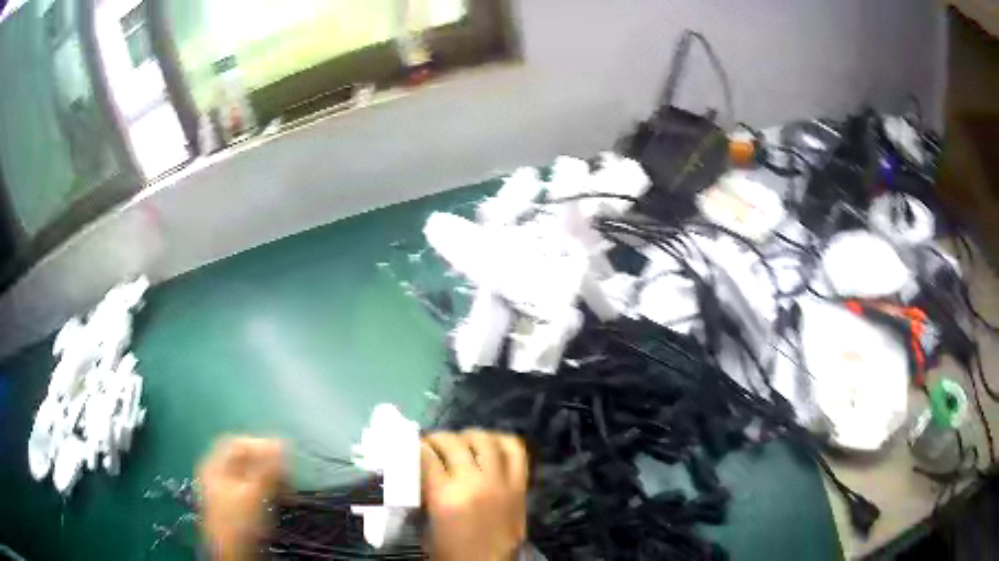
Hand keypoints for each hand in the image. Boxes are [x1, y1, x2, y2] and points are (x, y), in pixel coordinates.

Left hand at [198, 436, 285, 560]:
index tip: (282, 456)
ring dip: (270, 478)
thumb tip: (281, 443)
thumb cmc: (239, 522)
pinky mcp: (237, 504)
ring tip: (286, 488)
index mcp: (215, 465)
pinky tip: (279, 498)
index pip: (237, 443)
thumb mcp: (254, 493)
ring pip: (251, 474)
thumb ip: (267, 468)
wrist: (234, 554)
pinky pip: (253, 488)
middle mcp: (218, 474)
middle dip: (267, 464)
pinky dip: (267, 489)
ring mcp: (226, 490)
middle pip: (244, 458)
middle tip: (286, 474)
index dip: (260, 444)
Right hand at [421, 430, 528, 560]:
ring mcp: (501, 482)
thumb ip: (424, 495)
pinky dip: (502, 441)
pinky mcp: (520, 486)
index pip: (426, 456)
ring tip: (460, 442)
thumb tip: (419, 472)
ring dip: (468, 436)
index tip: (410, 446)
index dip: (415, 446)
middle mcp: (474, 483)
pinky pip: (516, 452)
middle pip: (453, 443)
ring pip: (485, 441)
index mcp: (446, 497)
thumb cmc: (451, 552)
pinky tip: (490, 443)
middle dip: (436, 439)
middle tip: (430, 445)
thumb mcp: (426, 525)